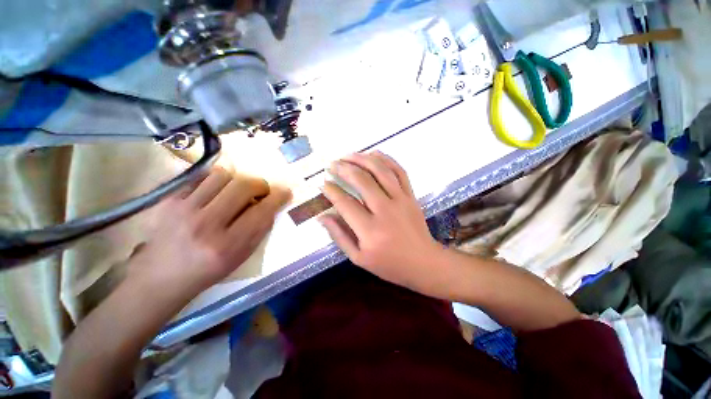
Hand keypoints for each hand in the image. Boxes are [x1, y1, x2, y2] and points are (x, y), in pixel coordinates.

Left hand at [131, 167, 291, 290]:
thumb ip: (260, 229)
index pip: (262, 211)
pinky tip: (215, 194)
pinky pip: (200, 177)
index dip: (279, 197)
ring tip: (235, 192)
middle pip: (243, 186)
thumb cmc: (208, 270)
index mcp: (228, 245)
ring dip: (237, 181)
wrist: (161, 278)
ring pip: (222, 175)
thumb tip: (272, 204)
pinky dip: (215, 182)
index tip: (285, 192)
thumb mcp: (242, 256)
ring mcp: (183, 209)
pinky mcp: (168, 200)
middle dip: (260, 184)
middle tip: (261, 191)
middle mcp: (206, 224)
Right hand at [320, 152, 442, 292]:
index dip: (331, 191)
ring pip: (380, 170)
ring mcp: (401, 200)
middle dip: (344, 169)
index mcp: (370, 230)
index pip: (345, 203)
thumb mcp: (358, 258)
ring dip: (362, 159)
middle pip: (362, 181)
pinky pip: (399, 171)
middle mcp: (385, 210)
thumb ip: (339, 236)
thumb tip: (322, 216)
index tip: (323, 183)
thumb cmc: (389, 264)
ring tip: (348, 155)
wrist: (424, 262)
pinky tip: (373, 154)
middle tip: (332, 164)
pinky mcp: (411, 195)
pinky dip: (386, 159)